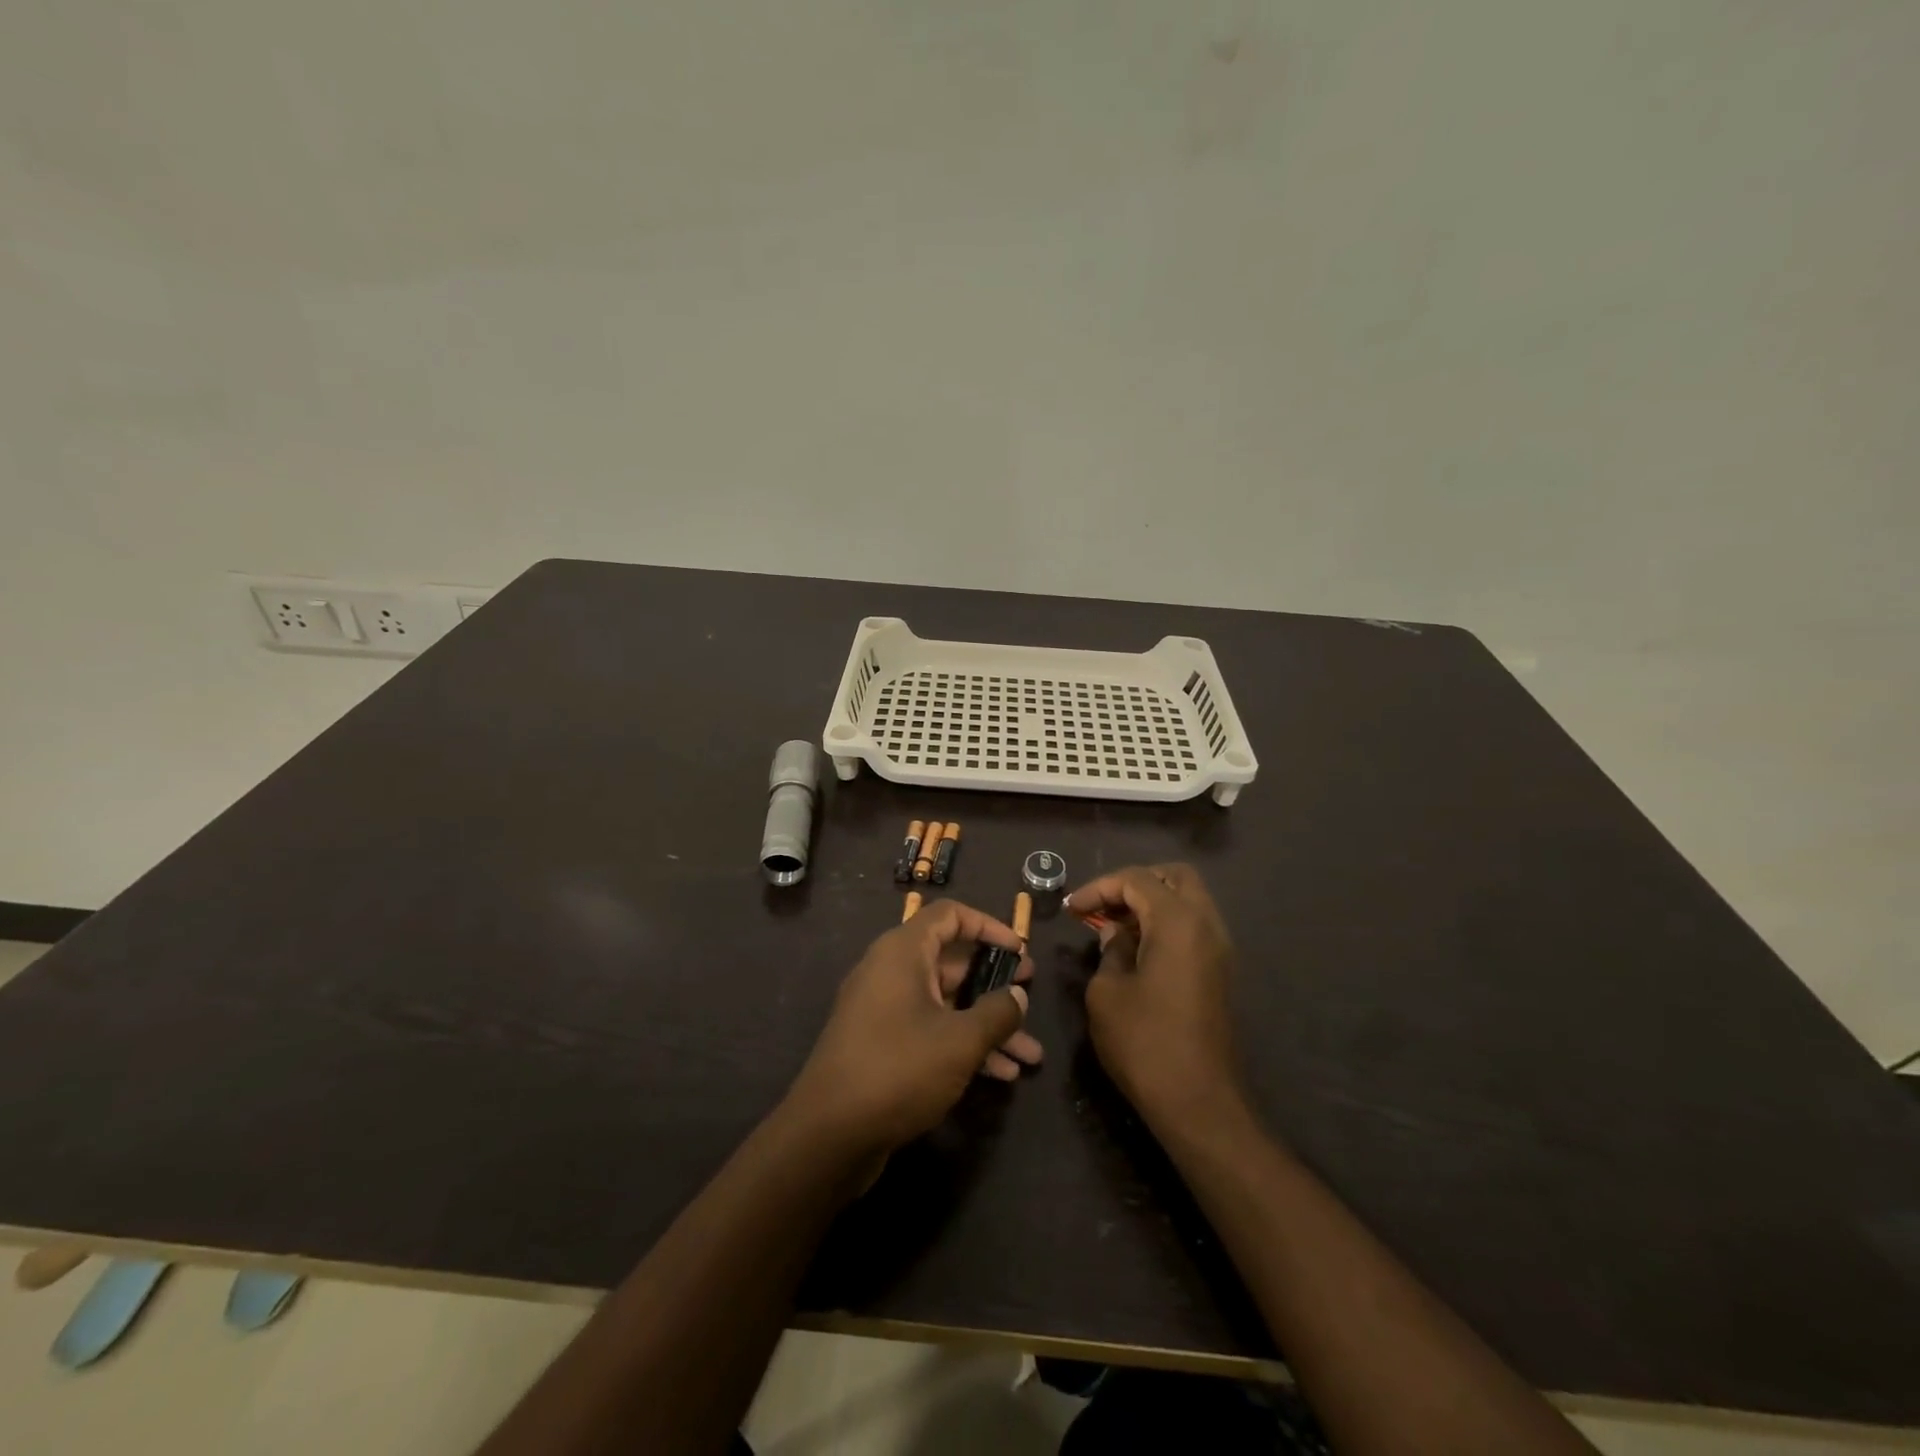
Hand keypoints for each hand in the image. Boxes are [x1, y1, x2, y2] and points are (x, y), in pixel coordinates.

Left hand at [785, 900, 1042, 1158]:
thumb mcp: (960, 1041)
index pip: (949, 915)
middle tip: (1030, 994)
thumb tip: (1017, 995)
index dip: (988, 926)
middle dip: (995, 982)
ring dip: (987, 1024)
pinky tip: (1001, 1074)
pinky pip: (931, 1030)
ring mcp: (885, 1010)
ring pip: (946, 1003)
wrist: (828, 1135)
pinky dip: (963, 1044)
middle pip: (952, 961)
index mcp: (903, 952)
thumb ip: (997, 1013)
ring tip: (1030, 1054)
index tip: (1020, 950)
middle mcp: (891, 972)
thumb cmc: (898, 1069)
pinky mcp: (883, 1045)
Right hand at [1067, 864, 1240, 1130]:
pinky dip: (1166, 924)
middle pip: (1174, 876)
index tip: (1072, 909)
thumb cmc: (1145, 1043)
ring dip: (1152, 902)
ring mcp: (1219, 949)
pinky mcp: (1220, 972)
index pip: (1137, 879)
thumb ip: (1109, 951)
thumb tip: (1115, 934)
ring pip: (1188, 900)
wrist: (1198, 1103)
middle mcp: (1206, 925)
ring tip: (1115, 927)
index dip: (1100, 887)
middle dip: (1134, 883)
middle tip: (1103, 906)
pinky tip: (1137, 949)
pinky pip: (1193, 926)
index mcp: (1178, 922)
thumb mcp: (1107, 993)